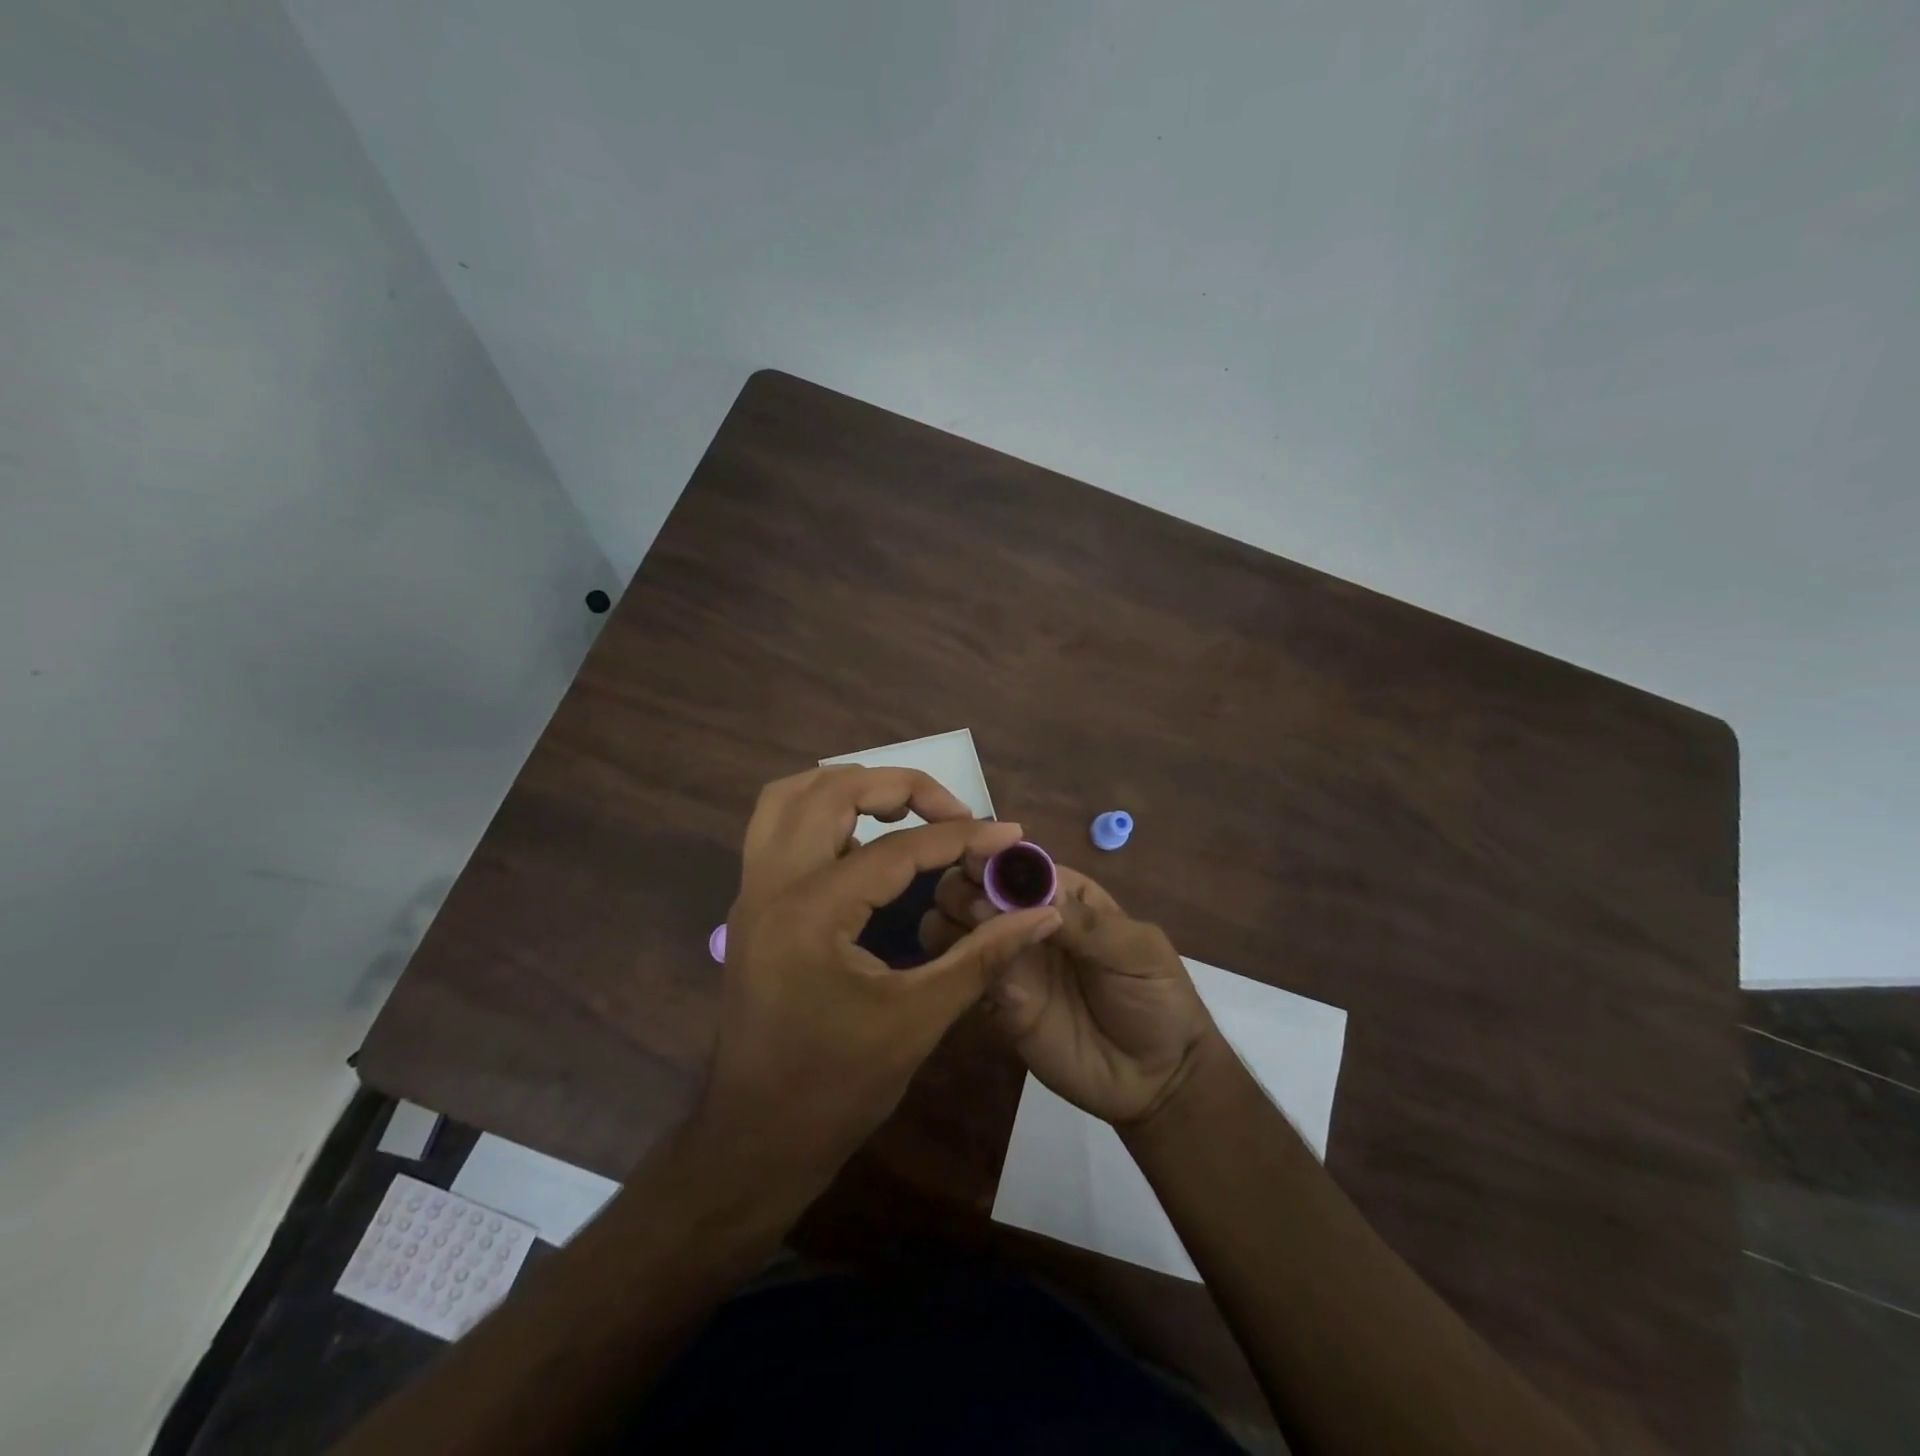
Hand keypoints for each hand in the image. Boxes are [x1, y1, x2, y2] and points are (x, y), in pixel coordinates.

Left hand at [700, 766, 1062, 1186]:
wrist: (754, 1140)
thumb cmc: (837, 1088)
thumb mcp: (919, 1020)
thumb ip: (984, 957)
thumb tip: (1042, 914)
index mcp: (812, 912)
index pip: (897, 847)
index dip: (962, 835)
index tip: (1009, 834)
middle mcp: (771, 885)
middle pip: (831, 790)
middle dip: (900, 785)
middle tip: (952, 810)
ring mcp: (751, 892)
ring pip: (789, 796)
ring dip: (848, 787)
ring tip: (904, 810)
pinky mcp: (750, 906)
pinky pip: (778, 828)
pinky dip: (822, 813)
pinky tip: (863, 844)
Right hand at [920, 857, 1219, 1126]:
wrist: (1156, 1078)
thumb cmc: (1156, 997)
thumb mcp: (1136, 950)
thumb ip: (1085, 923)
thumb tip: (1027, 898)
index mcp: (1063, 895)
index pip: (1017, 864)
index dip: (992, 858)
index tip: (973, 863)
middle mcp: (1025, 920)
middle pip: (975, 888)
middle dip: (963, 888)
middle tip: (975, 910)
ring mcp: (1009, 961)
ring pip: (956, 925)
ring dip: (949, 921)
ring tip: (968, 938)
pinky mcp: (996, 1002)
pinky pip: (962, 973)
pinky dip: (953, 962)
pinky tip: (962, 966)